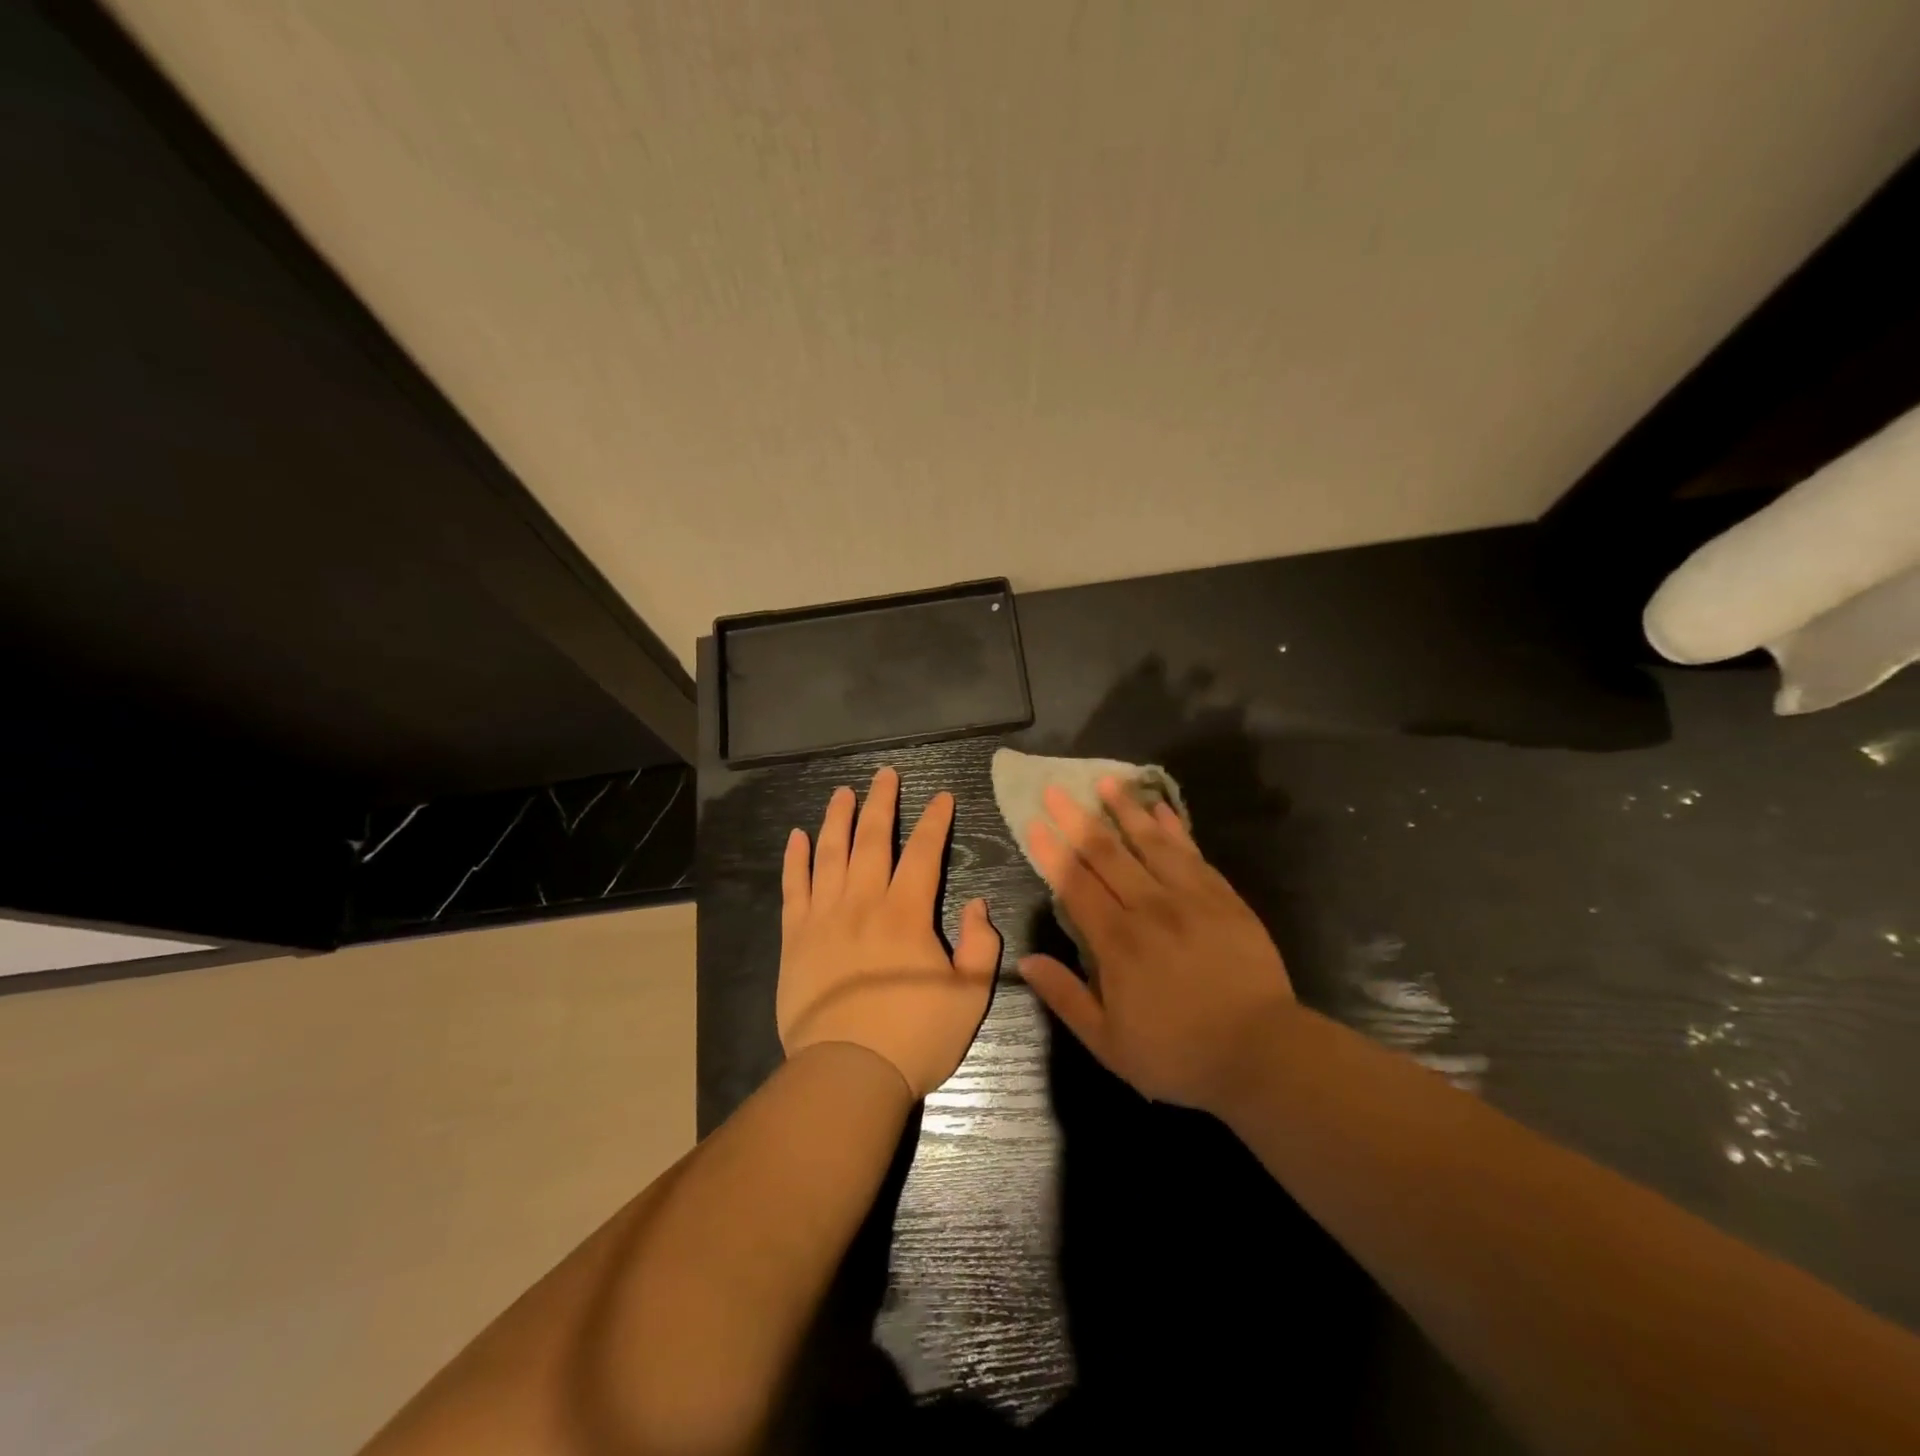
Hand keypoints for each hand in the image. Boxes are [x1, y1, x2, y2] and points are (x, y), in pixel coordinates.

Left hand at [778, 766, 1000, 1098]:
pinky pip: (794, 888)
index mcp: (907, 914)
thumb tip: (979, 904)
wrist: (847, 1074)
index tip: (942, 796)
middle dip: (882, 803)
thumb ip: (981, 946)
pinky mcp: (795, 938)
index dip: (936, 821)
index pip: (925, 853)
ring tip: (843, 793)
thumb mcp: (969, 997)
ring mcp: (824, 918)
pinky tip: (797, 837)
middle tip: (885, 775)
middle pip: (873, 840)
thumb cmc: (914, 1037)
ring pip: (830, 854)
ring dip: (837, 819)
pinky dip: (795, 859)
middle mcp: (863, 903)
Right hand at [1017, 776, 1295, 1112]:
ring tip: (1106, 782)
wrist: (1261, 1053)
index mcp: (1116, 942)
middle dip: (1077, 818)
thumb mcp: (1108, 1043)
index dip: (1051, 851)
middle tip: (1056, 788)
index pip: (1075, 883)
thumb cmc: (1178, 1053)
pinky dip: (1174, 829)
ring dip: (1125, 810)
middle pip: (1106, 853)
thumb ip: (1065, 997)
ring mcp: (1189, 898)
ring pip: (1150, 843)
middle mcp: (1148, 908)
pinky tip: (1162, 810)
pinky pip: (1192, 854)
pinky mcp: (1223, 898)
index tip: (1034, 821)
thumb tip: (1025, 961)